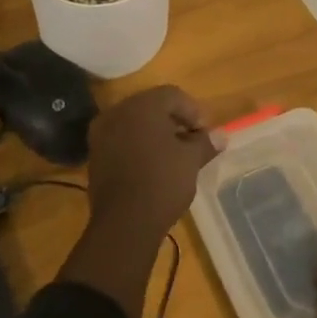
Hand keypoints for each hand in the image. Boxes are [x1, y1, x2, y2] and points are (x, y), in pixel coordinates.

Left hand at [85, 86, 220, 245]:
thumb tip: (221, 136)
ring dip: (155, 134)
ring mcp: (102, 133)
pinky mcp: (95, 155)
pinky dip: (138, 146)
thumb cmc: (162, 182)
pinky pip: (121, 140)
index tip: (204, 133)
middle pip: (151, 106)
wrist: (124, 222)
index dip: (193, 111)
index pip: (172, 95)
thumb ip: (205, 143)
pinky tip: (152, 166)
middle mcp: (118, 112)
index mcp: (142, 105)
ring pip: (135, 124)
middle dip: (173, 121)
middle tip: (191, 141)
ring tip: (174, 156)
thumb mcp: (190, 161)